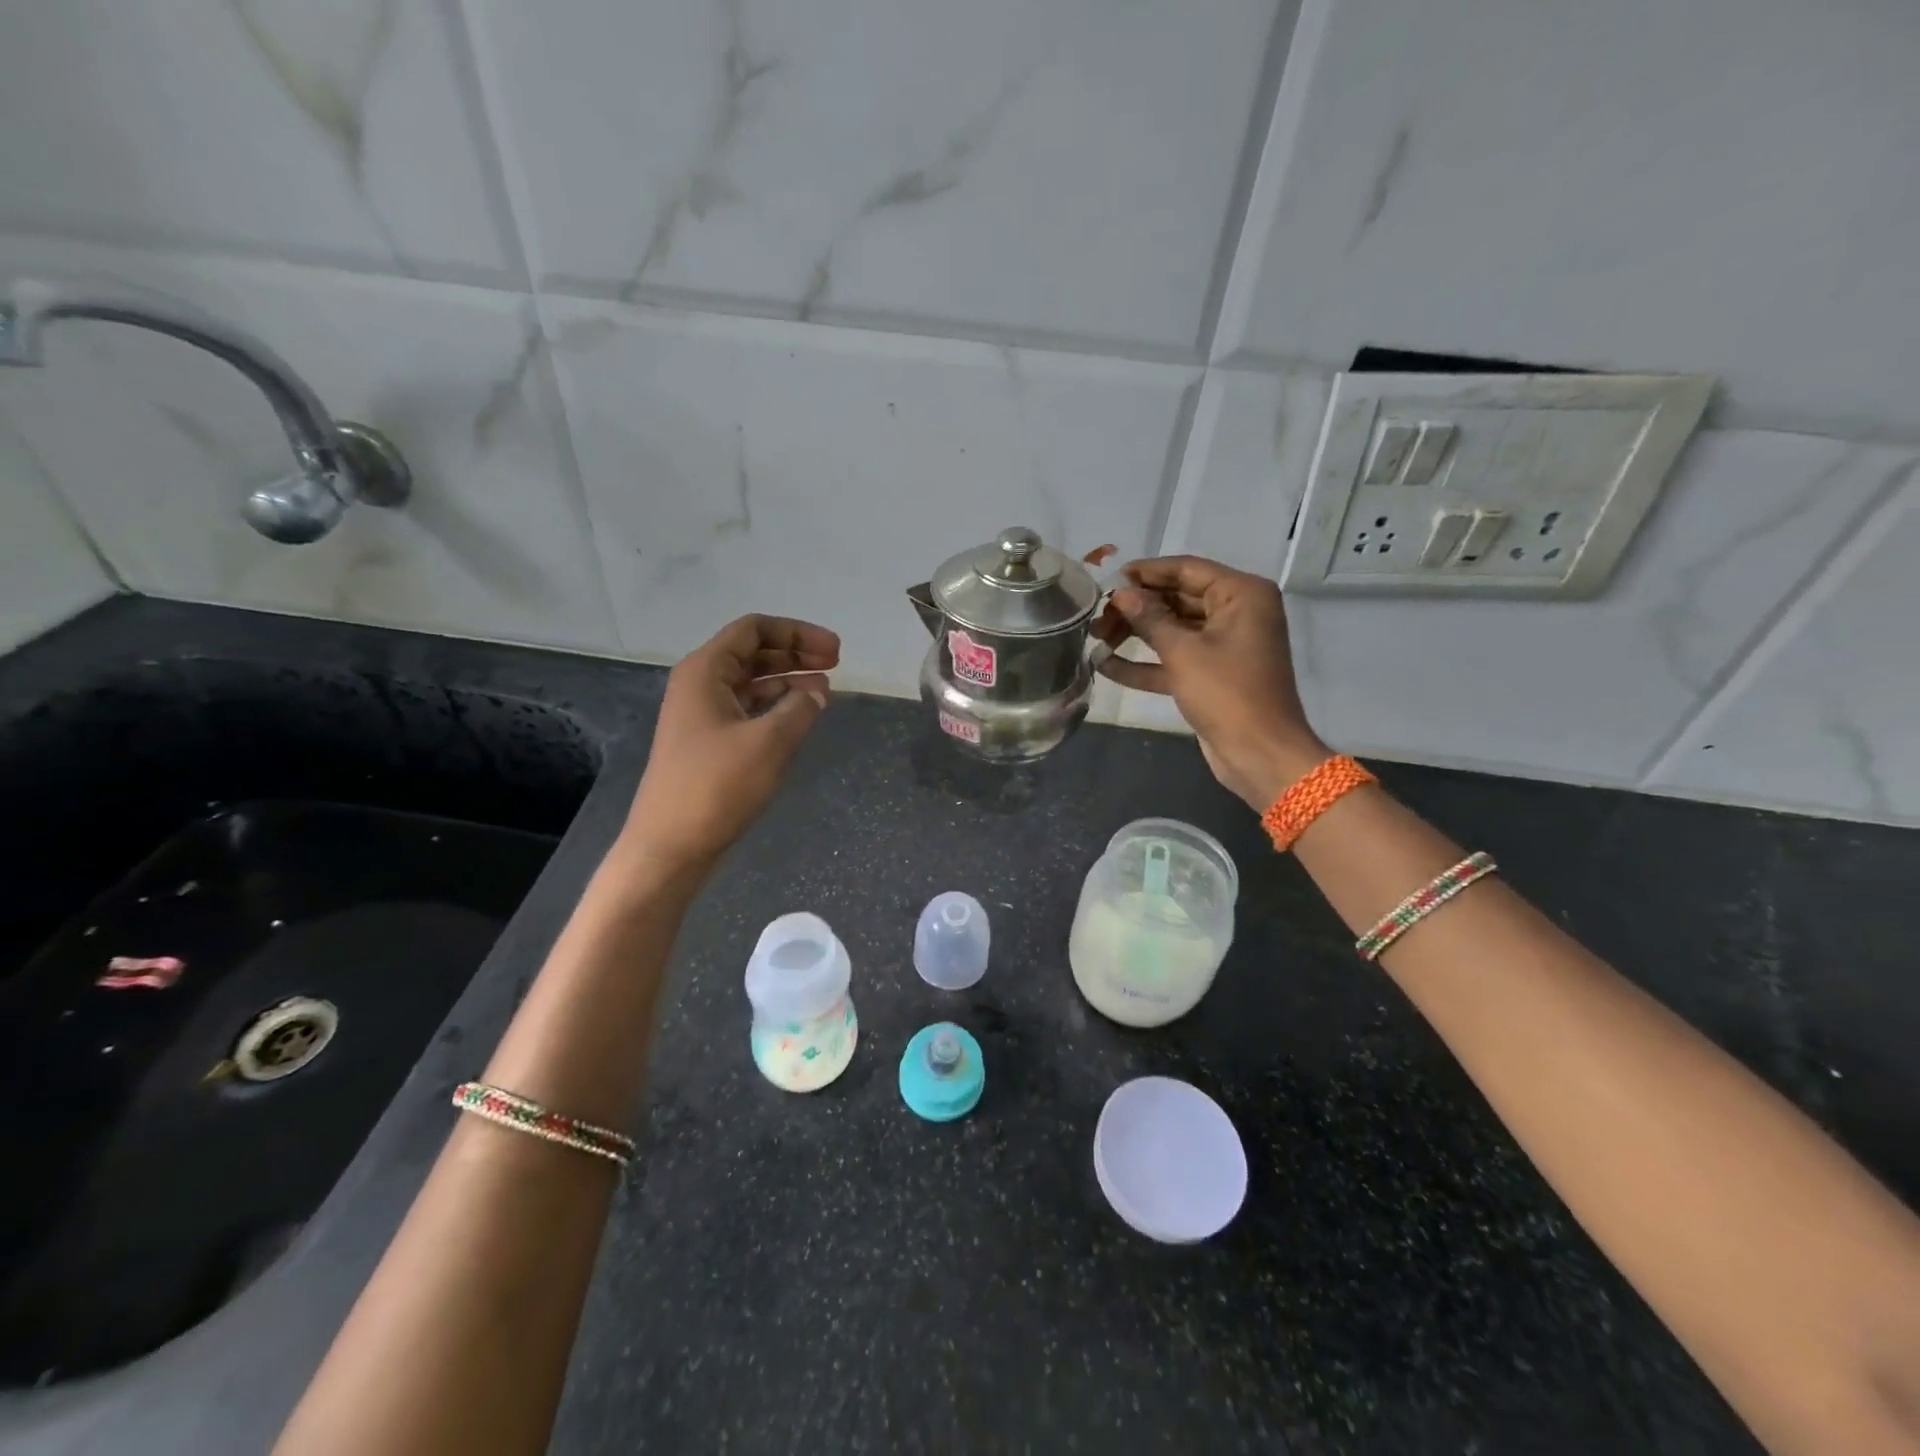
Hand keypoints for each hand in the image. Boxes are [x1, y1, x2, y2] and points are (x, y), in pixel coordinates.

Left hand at [621, 614, 839, 871]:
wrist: (671, 845)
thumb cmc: (716, 786)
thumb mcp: (768, 742)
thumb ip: (800, 709)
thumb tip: (818, 692)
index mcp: (705, 671)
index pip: (754, 629)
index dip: (798, 633)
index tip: (834, 651)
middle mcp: (701, 684)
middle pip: (754, 652)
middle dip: (796, 653)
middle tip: (837, 664)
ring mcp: (703, 714)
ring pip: (753, 682)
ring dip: (789, 679)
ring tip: (826, 689)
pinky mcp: (710, 741)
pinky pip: (749, 708)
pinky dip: (777, 706)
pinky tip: (801, 716)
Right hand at [1095, 556, 1325, 810]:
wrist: (1259, 754)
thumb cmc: (1227, 693)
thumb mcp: (1183, 652)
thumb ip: (1149, 618)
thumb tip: (1120, 593)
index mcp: (1241, 594)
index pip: (1186, 569)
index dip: (1146, 572)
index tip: (1108, 577)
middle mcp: (1236, 612)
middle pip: (1177, 598)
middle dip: (1136, 607)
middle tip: (1097, 615)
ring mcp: (1224, 645)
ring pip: (1173, 630)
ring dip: (1135, 634)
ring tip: (1096, 637)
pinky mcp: (1211, 675)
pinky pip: (1174, 660)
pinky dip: (1144, 663)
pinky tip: (1105, 666)